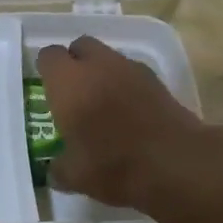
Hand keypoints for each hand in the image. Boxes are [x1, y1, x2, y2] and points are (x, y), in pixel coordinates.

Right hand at [35, 36, 208, 208]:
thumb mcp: (75, 176)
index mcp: (68, 82)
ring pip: (109, 57)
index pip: (48, 56)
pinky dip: (125, 85)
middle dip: (75, 62)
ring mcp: (130, 69)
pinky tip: (129, 112)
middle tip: (73, 91)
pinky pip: (132, 73)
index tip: (46, 88)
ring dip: (101, 72)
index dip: (46, 69)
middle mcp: (98, 65)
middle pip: (81, 46)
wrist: (176, 164)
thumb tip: (54, 169)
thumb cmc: (114, 165)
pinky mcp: (157, 80)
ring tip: (103, 103)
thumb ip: (59, 167)